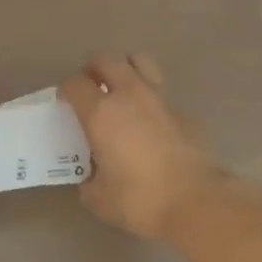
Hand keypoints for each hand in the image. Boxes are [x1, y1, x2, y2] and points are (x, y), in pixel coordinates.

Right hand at [59, 53, 231, 241]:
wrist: (195, 201)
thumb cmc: (140, 200)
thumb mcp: (99, 198)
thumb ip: (89, 179)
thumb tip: (92, 175)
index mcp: (102, 113)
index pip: (75, 84)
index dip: (66, 90)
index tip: (65, 103)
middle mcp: (129, 95)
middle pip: (106, 60)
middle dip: (93, 69)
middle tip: (90, 87)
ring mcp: (159, 98)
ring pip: (139, 61)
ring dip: (125, 68)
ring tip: (120, 89)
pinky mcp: (182, 110)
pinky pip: (160, 90)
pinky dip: (149, 96)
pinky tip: (149, 120)